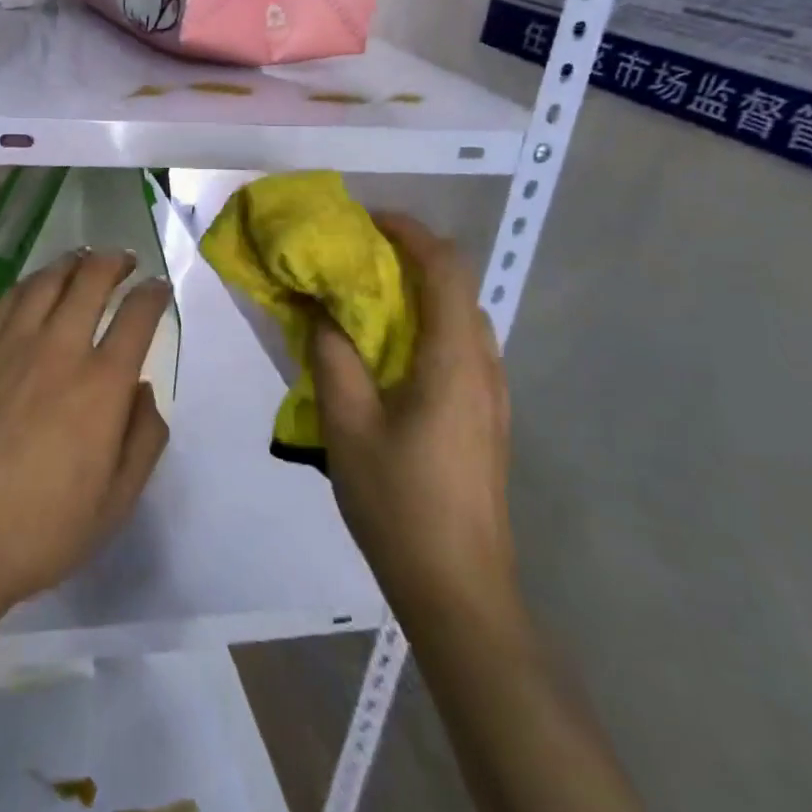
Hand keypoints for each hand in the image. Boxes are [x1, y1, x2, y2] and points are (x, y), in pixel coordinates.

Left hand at [0, 250, 171, 619]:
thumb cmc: (42, 529)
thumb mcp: (116, 502)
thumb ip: (143, 440)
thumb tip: (144, 390)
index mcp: (101, 386)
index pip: (136, 317)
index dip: (153, 294)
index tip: (160, 287)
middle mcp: (58, 350)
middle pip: (90, 281)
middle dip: (114, 262)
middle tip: (126, 260)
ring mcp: (11, 347)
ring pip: (46, 281)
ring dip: (72, 262)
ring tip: (84, 258)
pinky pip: (7, 301)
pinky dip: (31, 282)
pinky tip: (36, 286)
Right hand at [309, 213, 514, 627]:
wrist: (459, 589)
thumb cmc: (400, 500)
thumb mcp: (347, 423)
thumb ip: (332, 355)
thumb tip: (320, 308)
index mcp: (454, 360)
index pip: (444, 268)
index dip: (409, 232)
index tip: (365, 222)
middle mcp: (483, 366)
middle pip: (456, 287)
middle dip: (408, 258)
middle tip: (354, 259)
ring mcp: (491, 396)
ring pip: (459, 318)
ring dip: (416, 294)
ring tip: (364, 300)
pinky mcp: (486, 419)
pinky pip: (458, 348)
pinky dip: (424, 326)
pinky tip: (386, 354)